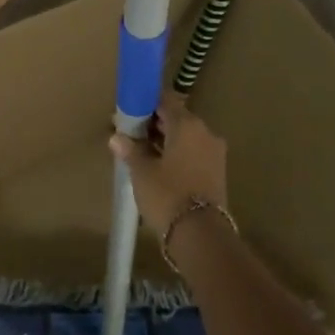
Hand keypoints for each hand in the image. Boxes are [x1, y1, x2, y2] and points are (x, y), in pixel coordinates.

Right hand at [109, 96, 228, 234]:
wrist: (200, 233)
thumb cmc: (167, 194)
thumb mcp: (142, 171)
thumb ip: (131, 149)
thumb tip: (117, 137)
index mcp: (187, 124)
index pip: (165, 100)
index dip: (145, 103)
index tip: (129, 111)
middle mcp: (205, 132)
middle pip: (176, 118)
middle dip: (154, 123)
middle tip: (131, 133)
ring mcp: (214, 152)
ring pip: (186, 137)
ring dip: (166, 140)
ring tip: (142, 152)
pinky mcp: (217, 171)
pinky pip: (193, 152)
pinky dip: (177, 154)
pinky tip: (159, 166)